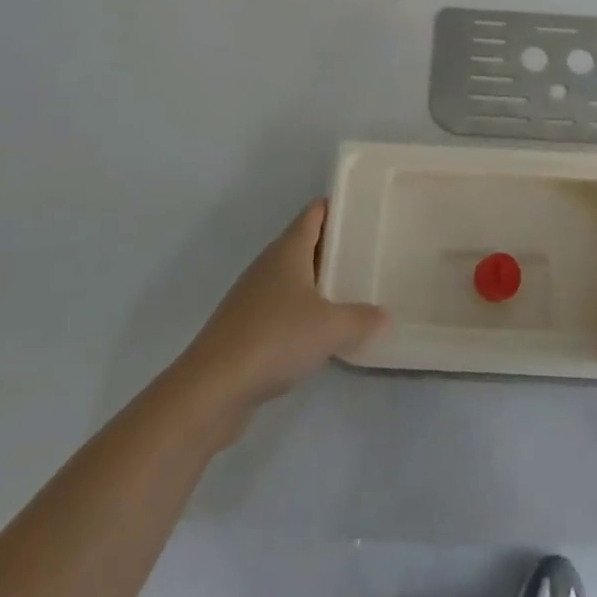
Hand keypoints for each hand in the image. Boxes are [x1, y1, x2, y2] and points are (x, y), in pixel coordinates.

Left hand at [176, 200, 387, 422]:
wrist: (211, 389)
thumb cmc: (275, 338)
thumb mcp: (330, 328)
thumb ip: (361, 318)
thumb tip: (385, 315)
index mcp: (288, 250)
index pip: (314, 213)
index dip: (337, 207)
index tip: (363, 210)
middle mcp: (268, 265)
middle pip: (303, 243)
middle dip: (332, 246)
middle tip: (367, 251)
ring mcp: (252, 297)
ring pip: (291, 278)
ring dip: (316, 282)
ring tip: (349, 290)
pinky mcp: (243, 328)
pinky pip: (279, 308)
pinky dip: (300, 312)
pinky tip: (318, 333)